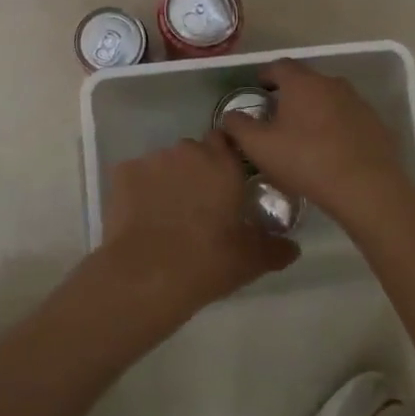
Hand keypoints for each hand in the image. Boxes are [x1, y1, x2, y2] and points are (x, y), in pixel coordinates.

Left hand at [92, 133, 298, 325]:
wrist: (147, 275)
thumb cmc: (208, 261)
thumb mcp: (251, 260)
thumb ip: (275, 248)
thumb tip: (292, 248)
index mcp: (223, 163)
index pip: (225, 140)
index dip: (224, 159)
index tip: (224, 182)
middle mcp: (188, 151)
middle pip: (193, 152)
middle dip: (195, 171)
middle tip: (197, 205)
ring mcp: (152, 159)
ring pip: (163, 163)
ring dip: (167, 180)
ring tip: (165, 214)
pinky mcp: (122, 173)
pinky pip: (134, 176)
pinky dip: (138, 191)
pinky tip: (140, 218)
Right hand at [218, 59, 414, 227]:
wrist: (365, 186)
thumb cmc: (306, 160)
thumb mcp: (260, 147)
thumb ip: (239, 127)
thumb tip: (231, 115)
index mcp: (302, 83)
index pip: (279, 66)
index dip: (266, 75)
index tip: (259, 89)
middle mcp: (332, 83)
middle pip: (306, 81)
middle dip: (291, 94)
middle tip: (278, 116)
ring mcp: (357, 102)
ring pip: (329, 99)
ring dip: (315, 110)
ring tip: (305, 135)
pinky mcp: (375, 123)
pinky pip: (348, 118)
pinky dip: (336, 127)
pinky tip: (331, 150)